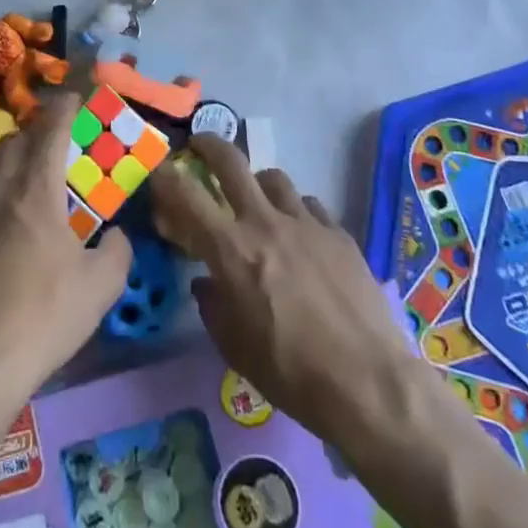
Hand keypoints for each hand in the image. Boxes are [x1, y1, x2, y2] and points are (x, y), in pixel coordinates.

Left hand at [0, 96, 132, 413]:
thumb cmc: (45, 318)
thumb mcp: (102, 287)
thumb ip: (118, 250)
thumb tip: (116, 234)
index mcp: (37, 191)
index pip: (50, 130)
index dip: (64, 107)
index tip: (74, 97)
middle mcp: (0, 191)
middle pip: (13, 140)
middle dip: (35, 130)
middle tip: (54, 141)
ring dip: (5, 155)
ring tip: (21, 170)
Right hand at [149, 136, 414, 441]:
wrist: (369, 382)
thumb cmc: (292, 374)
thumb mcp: (235, 349)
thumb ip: (213, 306)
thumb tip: (205, 281)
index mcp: (232, 250)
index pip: (187, 196)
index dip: (166, 177)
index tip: (158, 169)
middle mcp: (265, 222)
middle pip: (231, 162)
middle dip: (210, 145)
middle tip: (200, 146)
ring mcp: (306, 222)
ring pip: (273, 178)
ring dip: (257, 184)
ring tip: (258, 202)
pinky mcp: (338, 232)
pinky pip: (308, 205)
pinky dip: (295, 211)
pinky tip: (301, 236)